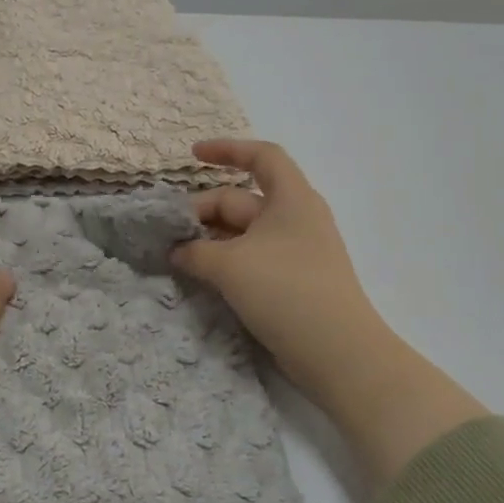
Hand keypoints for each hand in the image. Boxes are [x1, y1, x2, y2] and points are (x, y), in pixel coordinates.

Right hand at [170, 139, 374, 392]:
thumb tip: (176, 250)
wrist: (337, 352)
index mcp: (291, 199)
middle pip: (241, 200)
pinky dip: (223, 260)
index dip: (227, 150)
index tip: (192, 156)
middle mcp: (295, 219)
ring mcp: (294, 252)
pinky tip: (199, 275)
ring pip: (242, 233)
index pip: (261, 157)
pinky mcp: (290, 281)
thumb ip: (194, 251)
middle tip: (166, 232)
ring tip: (175, 254)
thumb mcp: (229, 265)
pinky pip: (250, 258)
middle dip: (202, 210)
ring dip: (209, 239)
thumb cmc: (286, 291)